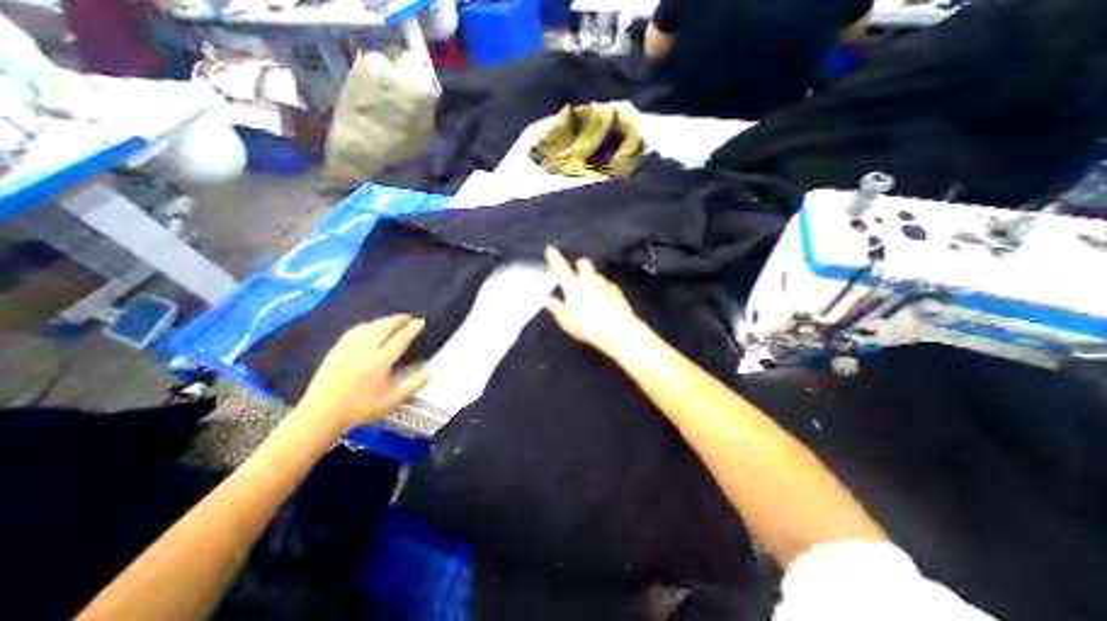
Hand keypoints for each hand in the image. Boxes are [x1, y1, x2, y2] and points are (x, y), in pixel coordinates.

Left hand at [295, 316, 429, 431]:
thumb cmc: (359, 409)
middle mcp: (365, 350)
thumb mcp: (391, 401)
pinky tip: (371, 326)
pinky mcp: (337, 349)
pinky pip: (355, 330)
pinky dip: (368, 325)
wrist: (321, 414)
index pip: (400, 339)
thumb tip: (430, 372)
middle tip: (410, 317)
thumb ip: (412, 385)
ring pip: (370, 326)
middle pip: (385, 327)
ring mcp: (349, 347)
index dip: (412, 328)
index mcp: (380, 362)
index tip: (421, 321)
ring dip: (384, 320)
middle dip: (399, 319)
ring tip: (394, 320)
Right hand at [545, 245, 645, 355]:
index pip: (561, 268)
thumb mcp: (567, 321)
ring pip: (597, 275)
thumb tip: (550, 300)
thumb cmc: (588, 326)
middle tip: (577, 270)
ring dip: (592, 279)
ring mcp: (605, 285)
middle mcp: (590, 281)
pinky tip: (604, 301)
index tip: (551, 250)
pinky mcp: (618, 292)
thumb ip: (557, 308)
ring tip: (590, 291)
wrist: (618, 331)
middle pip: (584, 263)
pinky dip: (604, 290)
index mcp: (574, 286)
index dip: (555, 258)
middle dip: (580, 264)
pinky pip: (608, 286)